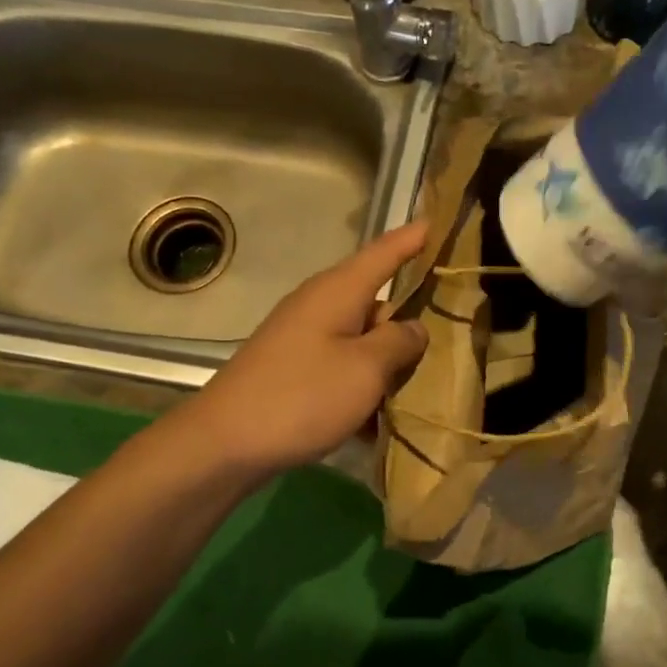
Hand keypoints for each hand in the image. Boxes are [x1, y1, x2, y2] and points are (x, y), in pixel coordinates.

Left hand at [183, 222, 429, 476]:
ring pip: (361, 341)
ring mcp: (303, 338)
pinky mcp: (293, 368)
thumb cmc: (302, 396)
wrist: (225, 443)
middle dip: (407, 324)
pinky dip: (360, 388)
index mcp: (338, 291)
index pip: (384, 253)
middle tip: (441, 349)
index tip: (437, 222)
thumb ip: (399, 342)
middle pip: (376, 302)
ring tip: (412, 395)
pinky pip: (340, 367)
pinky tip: (374, 424)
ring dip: (385, 365)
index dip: (412, 239)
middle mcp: (319, 305)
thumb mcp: (366, 369)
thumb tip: (413, 327)